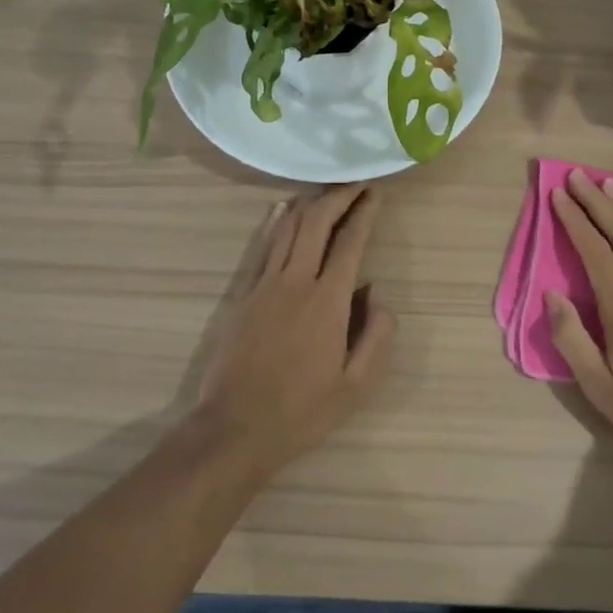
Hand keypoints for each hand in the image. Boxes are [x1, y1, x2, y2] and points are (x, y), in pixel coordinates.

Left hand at [192, 186, 395, 477]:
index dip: (364, 213)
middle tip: (355, 184)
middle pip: (316, 223)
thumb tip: (376, 292)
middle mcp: (296, 281)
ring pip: (288, 228)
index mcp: (329, 301)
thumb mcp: (357, 384)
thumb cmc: (303, 410)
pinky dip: (277, 223)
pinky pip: (264, 247)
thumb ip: (376, 334)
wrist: (236, 427)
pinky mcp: (244, 294)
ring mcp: (265, 285)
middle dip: (338, 197)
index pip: (350, 242)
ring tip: (327, 191)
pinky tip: (283, 210)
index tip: (375, 194)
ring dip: (310, 204)